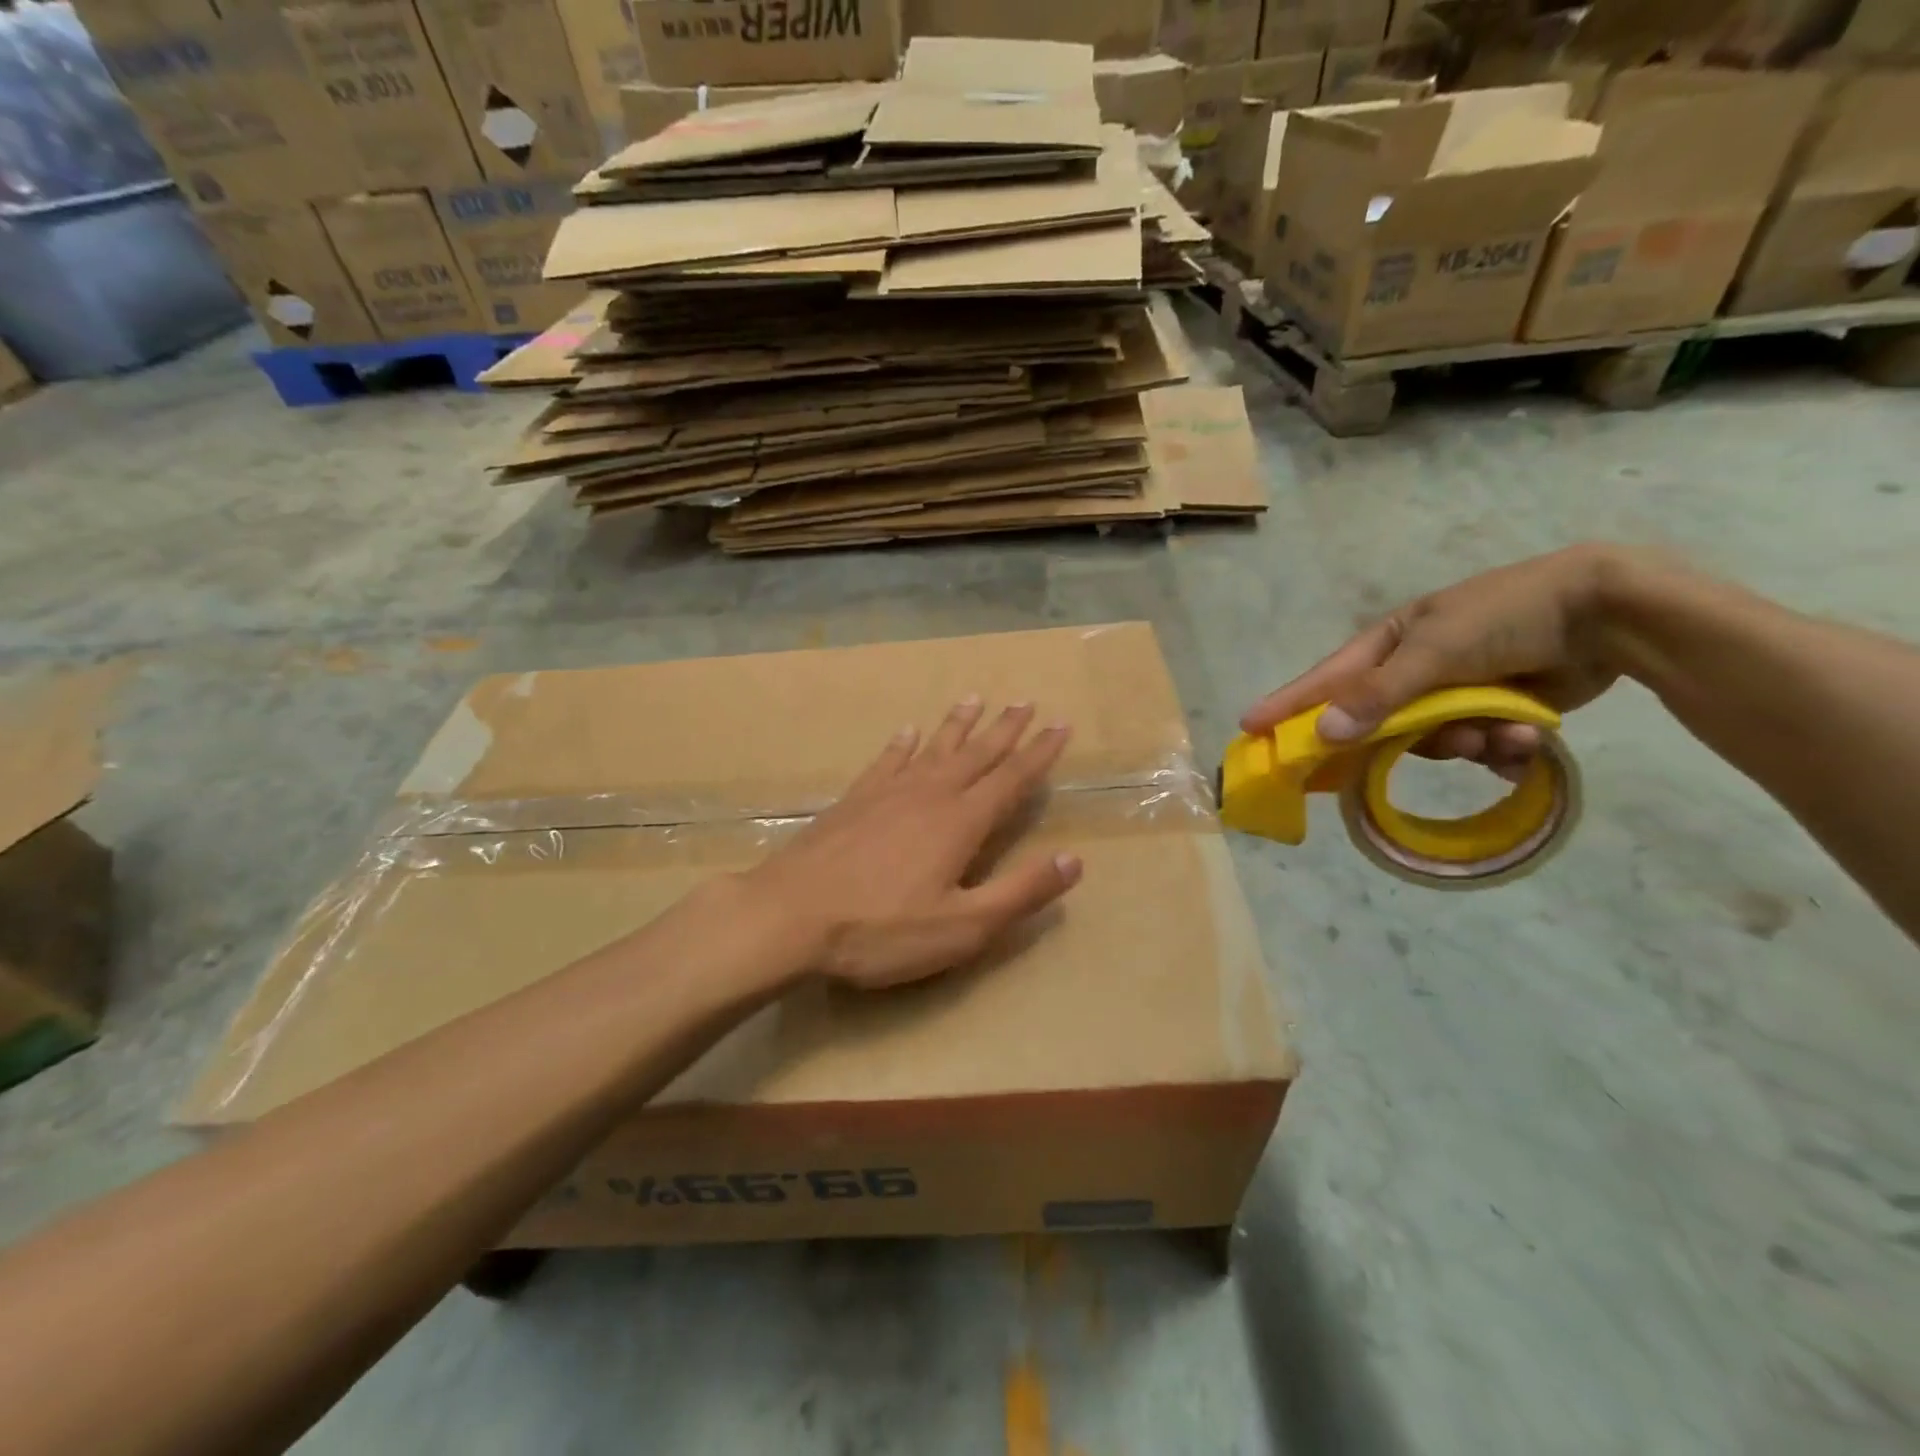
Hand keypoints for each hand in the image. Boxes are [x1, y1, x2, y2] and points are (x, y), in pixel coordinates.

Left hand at [745, 699, 1081, 988]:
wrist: (788, 916)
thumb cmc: (881, 930)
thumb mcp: (963, 927)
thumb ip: (1021, 893)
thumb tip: (1075, 860)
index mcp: (961, 822)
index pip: (1011, 779)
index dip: (1040, 753)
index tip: (1060, 725)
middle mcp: (929, 794)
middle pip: (976, 754)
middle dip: (1005, 729)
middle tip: (1025, 702)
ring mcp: (887, 793)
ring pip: (933, 748)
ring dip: (958, 725)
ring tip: (975, 700)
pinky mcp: (853, 800)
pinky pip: (887, 761)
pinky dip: (902, 744)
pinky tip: (908, 732)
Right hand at [1241, 545, 1633, 778]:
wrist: (1608, 612)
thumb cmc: (1507, 615)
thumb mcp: (1436, 650)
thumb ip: (1380, 695)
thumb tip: (1323, 735)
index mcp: (1388, 644)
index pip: (1324, 681)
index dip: (1287, 706)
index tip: (1249, 729)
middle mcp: (1412, 672)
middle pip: (1378, 724)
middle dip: (1406, 739)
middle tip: (1427, 746)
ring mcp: (1454, 693)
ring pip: (1433, 742)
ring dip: (1466, 742)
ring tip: (1501, 731)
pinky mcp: (1494, 713)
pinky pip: (1476, 748)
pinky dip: (1500, 749)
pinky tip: (1526, 738)